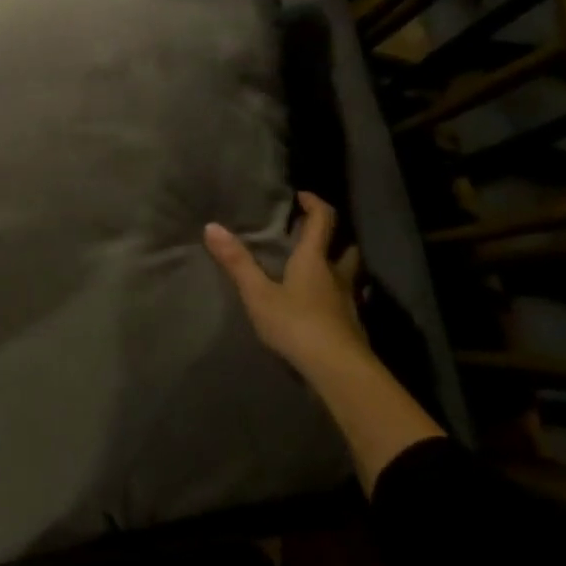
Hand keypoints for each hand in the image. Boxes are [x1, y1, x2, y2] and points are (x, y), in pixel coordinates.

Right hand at [205, 192, 368, 381]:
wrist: (338, 370)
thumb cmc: (296, 324)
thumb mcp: (258, 294)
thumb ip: (237, 262)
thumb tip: (212, 226)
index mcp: (314, 260)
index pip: (322, 221)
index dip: (314, 204)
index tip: (302, 195)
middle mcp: (337, 276)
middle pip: (344, 248)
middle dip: (332, 237)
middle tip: (312, 236)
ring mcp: (349, 303)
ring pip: (350, 275)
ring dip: (340, 267)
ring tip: (321, 270)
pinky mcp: (353, 327)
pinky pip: (349, 302)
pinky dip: (340, 297)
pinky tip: (328, 307)